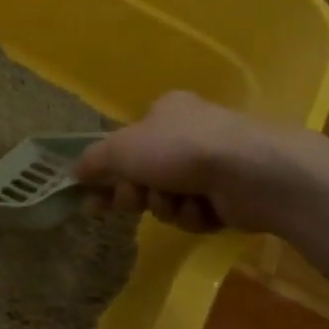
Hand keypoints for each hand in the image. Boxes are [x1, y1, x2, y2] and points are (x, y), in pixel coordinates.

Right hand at [74, 91, 310, 233]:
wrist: (255, 173)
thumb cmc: (181, 149)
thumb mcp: (120, 149)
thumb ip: (92, 161)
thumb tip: (74, 173)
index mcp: (165, 112)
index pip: (125, 143)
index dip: (106, 173)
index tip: (93, 199)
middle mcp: (189, 134)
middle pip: (144, 174)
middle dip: (138, 193)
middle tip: (136, 200)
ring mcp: (214, 164)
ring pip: (169, 197)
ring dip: (166, 206)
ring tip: (180, 202)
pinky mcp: (234, 194)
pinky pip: (197, 213)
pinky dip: (195, 216)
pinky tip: (205, 210)